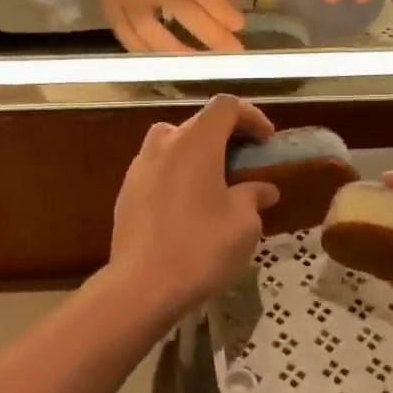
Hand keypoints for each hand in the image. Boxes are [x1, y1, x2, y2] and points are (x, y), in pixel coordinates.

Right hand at [78, 0, 243, 53]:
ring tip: (201, 63)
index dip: (218, 7)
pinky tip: (167, 62)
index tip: (238, 26)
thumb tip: (223, 15)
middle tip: (231, 51)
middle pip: (179, 9)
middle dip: (209, 33)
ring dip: (180, 51)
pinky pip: (130, 40)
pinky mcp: (109, 12)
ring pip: (151, 32)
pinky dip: (151, 54)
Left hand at [110, 97, 278, 318]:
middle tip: (244, 164)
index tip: (266, 142)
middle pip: (196, 123)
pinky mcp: (126, 193)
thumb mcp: (243, 224)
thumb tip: (262, 189)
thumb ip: (253, 197)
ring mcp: (139, 168)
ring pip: (171, 144)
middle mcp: (163, 146)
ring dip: (196, 154)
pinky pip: (156, 170)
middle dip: (224, 137)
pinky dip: (176, 175)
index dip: (250, 116)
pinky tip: (187, 207)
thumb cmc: (201, 248)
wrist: (143, 285)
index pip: (224, 107)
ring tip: (214, 183)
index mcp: (195, 143)